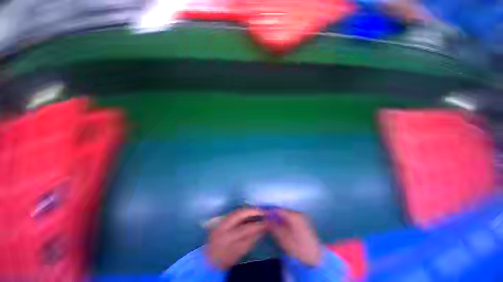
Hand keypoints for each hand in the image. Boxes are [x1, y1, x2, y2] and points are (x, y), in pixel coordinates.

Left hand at [205, 208, 265, 269]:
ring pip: (237, 210)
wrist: (208, 259)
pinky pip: (235, 211)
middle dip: (253, 210)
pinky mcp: (221, 218)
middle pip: (241, 213)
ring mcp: (221, 220)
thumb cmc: (225, 259)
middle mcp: (223, 226)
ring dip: (249, 209)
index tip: (267, 221)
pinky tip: (250, 212)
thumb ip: (251, 240)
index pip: (246, 228)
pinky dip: (244, 211)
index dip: (258, 224)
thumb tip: (263, 228)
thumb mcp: (239, 253)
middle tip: (263, 211)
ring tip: (258, 210)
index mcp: (227, 238)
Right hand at [269, 209, 321, 266]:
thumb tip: (265, 219)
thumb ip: (273, 227)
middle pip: (283, 210)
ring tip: (271, 221)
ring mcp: (302, 217)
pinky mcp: (303, 222)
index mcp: (294, 216)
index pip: (279, 209)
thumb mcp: (283, 239)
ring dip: (279, 216)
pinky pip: (291, 217)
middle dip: (274, 213)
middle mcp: (298, 213)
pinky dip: (285, 219)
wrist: (316, 258)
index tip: (263, 213)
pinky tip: (280, 224)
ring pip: (287, 213)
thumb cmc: (298, 249)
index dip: (270, 211)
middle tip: (266, 218)